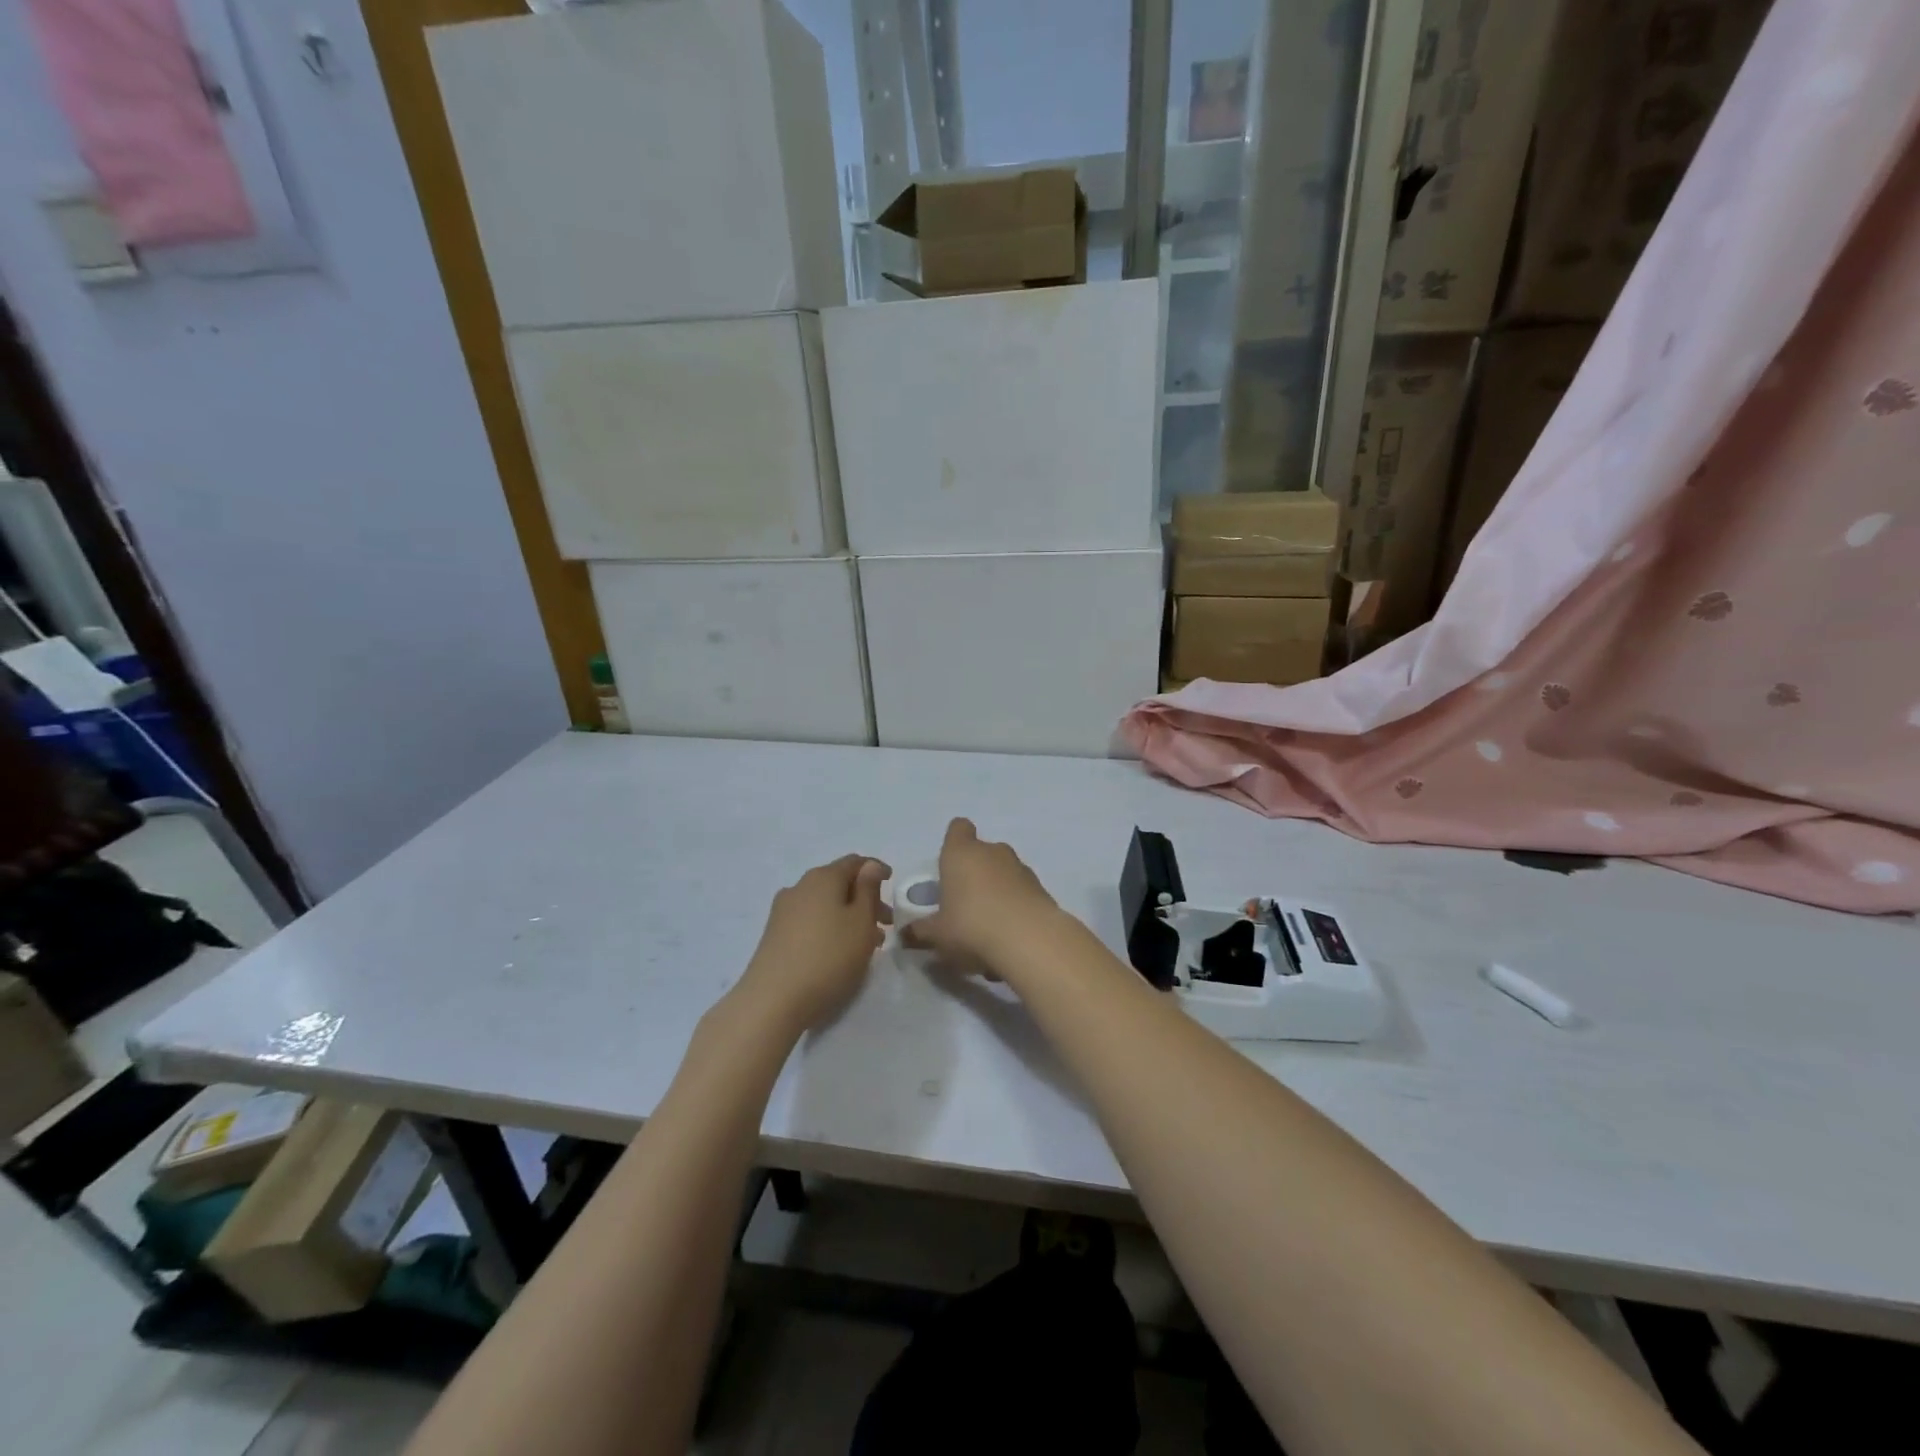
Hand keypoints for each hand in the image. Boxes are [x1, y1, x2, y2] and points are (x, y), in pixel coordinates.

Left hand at [736, 855, 891, 1031]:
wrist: (772, 1001)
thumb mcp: (861, 922)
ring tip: (867, 943)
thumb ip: (868, 890)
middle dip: (864, 898)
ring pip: (825, 904)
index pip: (854, 862)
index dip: (876, 870)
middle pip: (839, 883)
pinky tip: (839, 951)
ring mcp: (783, 911)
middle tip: (886, 923)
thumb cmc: (828, 957)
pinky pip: (810, 920)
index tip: (893, 884)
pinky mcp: (774, 934)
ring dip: (848, 916)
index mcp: (823, 877)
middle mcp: (800, 886)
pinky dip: (830, 927)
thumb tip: (868, 866)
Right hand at [900, 819, 1057, 975]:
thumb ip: (920, 931)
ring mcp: (1021, 868)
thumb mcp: (937, 935)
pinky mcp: (1042, 888)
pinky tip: (1009, 934)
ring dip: (996, 889)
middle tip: (963, 902)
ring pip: (1004, 871)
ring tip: (987, 924)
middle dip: (974, 872)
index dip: (953, 841)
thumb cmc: (971, 927)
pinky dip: (1015, 905)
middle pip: (981, 852)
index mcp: (961, 853)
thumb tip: (907, 933)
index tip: (948, 865)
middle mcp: (992, 852)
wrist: (1030, 940)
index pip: (958, 828)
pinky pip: (1022, 892)